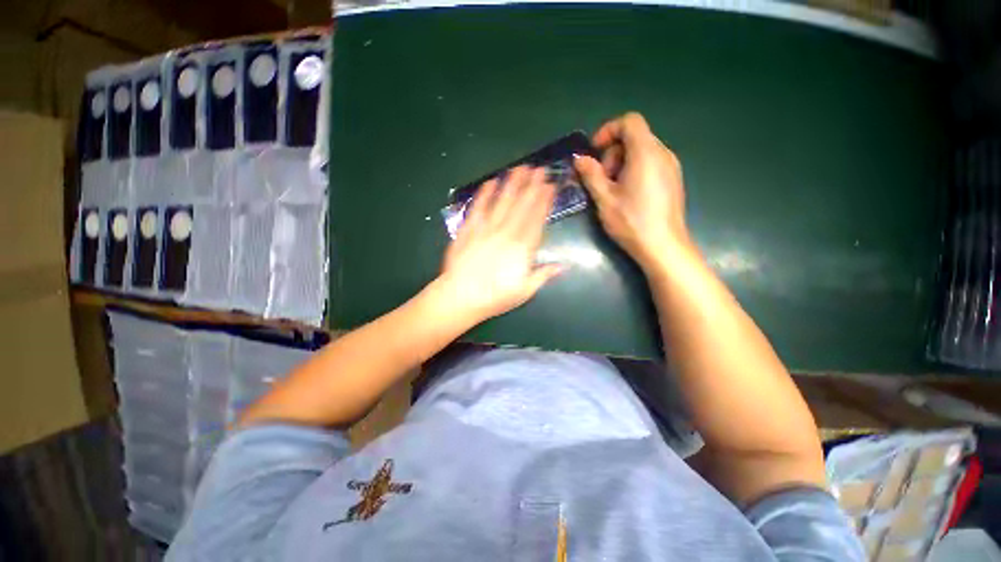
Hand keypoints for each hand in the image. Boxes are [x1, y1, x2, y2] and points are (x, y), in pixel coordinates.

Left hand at [437, 166, 563, 322]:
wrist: (461, 296)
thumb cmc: (495, 297)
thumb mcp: (525, 291)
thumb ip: (544, 275)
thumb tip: (564, 266)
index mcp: (522, 248)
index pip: (536, 218)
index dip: (544, 201)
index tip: (550, 186)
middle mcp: (507, 233)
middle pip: (522, 205)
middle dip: (532, 185)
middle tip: (540, 169)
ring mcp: (486, 228)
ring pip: (502, 201)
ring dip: (512, 184)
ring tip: (520, 168)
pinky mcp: (468, 229)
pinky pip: (478, 208)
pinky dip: (485, 194)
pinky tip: (491, 182)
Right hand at [574, 112, 689, 269]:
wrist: (663, 246)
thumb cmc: (631, 222)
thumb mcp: (604, 199)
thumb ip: (591, 174)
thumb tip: (579, 158)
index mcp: (646, 153)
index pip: (629, 121)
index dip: (608, 131)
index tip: (595, 153)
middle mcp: (663, 153)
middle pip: (635, 136)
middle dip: (613, 152)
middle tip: (602, 179)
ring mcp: (671, 166)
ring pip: (642, 150)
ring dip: (622, 163)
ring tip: (613, 189)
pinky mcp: (673, 179)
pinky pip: (651, 162)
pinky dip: (635, 169)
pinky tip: (628, 194)